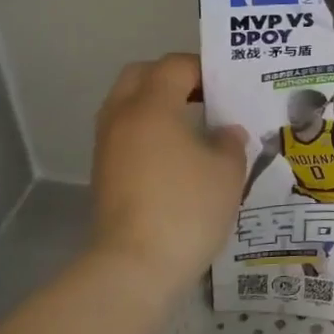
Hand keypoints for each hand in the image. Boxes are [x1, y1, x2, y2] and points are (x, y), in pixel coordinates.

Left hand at [86, 55, 247, 288]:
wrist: (134, 267)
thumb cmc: (186, 208)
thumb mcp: (227, 171)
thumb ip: (230, 142)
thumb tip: (225, 133)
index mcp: (151, 106)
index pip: (175, 66)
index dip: (203, 68)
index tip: (228, 84)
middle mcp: (122, 118)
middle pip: (140, 76)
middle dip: (171, 78)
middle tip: (204, 96)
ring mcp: (107, 147)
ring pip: (128, 105)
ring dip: (157, 105)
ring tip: (193, 126)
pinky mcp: (104, 174)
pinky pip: (126, 134)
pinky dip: (148, 131)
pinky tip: (177, 155)